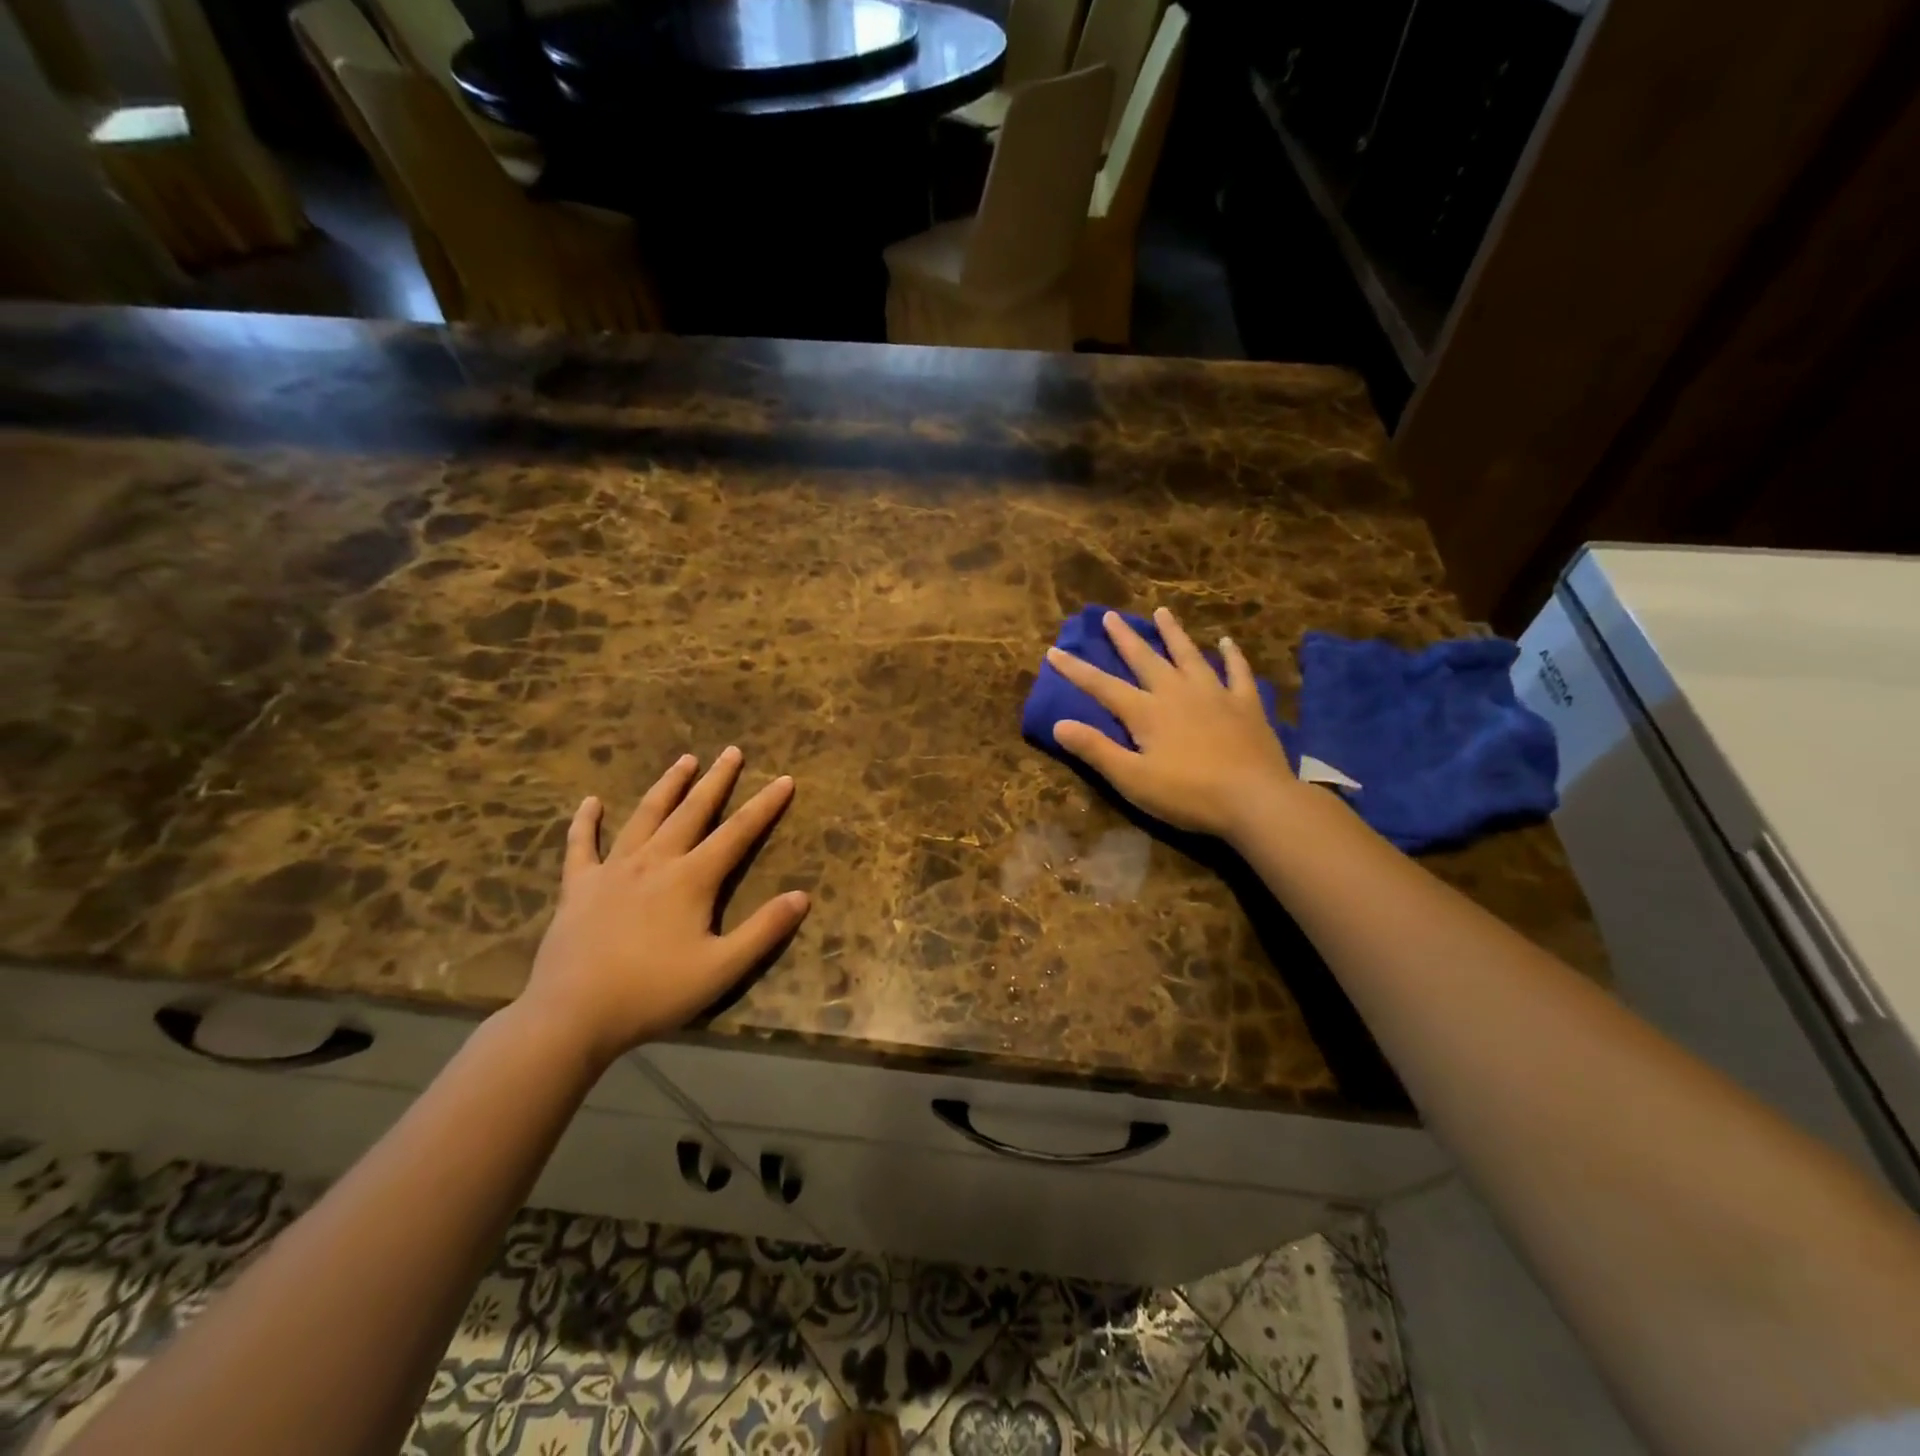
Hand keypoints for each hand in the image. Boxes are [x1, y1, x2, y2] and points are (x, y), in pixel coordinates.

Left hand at [519, 747, 809, 1065]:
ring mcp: (613, 870)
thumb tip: (802, 896)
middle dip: (716, 780)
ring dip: (667, 786)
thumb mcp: (721, 969)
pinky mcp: (579, 887)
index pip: (738, 832)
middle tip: (731, 752)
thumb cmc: (653, 993)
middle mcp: (655, 861)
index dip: (765, 805)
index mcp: (691, 879)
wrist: (572, 1017)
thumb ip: (764, 930)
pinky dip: (586, 822)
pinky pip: (581, 846)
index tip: (784, 779)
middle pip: (692, 811)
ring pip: (645, 816)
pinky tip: (592, 802)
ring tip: (684, 760)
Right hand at [1047, 607, 1301, 841]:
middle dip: (1125, 638)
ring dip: (1173, 634)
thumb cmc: (1188, 794)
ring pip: (1189, 655)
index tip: (1054, 650)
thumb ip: (1096, 750)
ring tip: (1162, 612)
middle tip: (1110, 616)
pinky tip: (1226, 642)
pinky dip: (1231, 656)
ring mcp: (1215, 695)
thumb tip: (1058, 724)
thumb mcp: (1132, 779)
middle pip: (1146, 659)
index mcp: (1147, 712)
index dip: (1076, 670)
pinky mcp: (1246, 705)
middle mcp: (1177, 693)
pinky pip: (1237, 672)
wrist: (1255, 799)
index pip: (1102, 686)